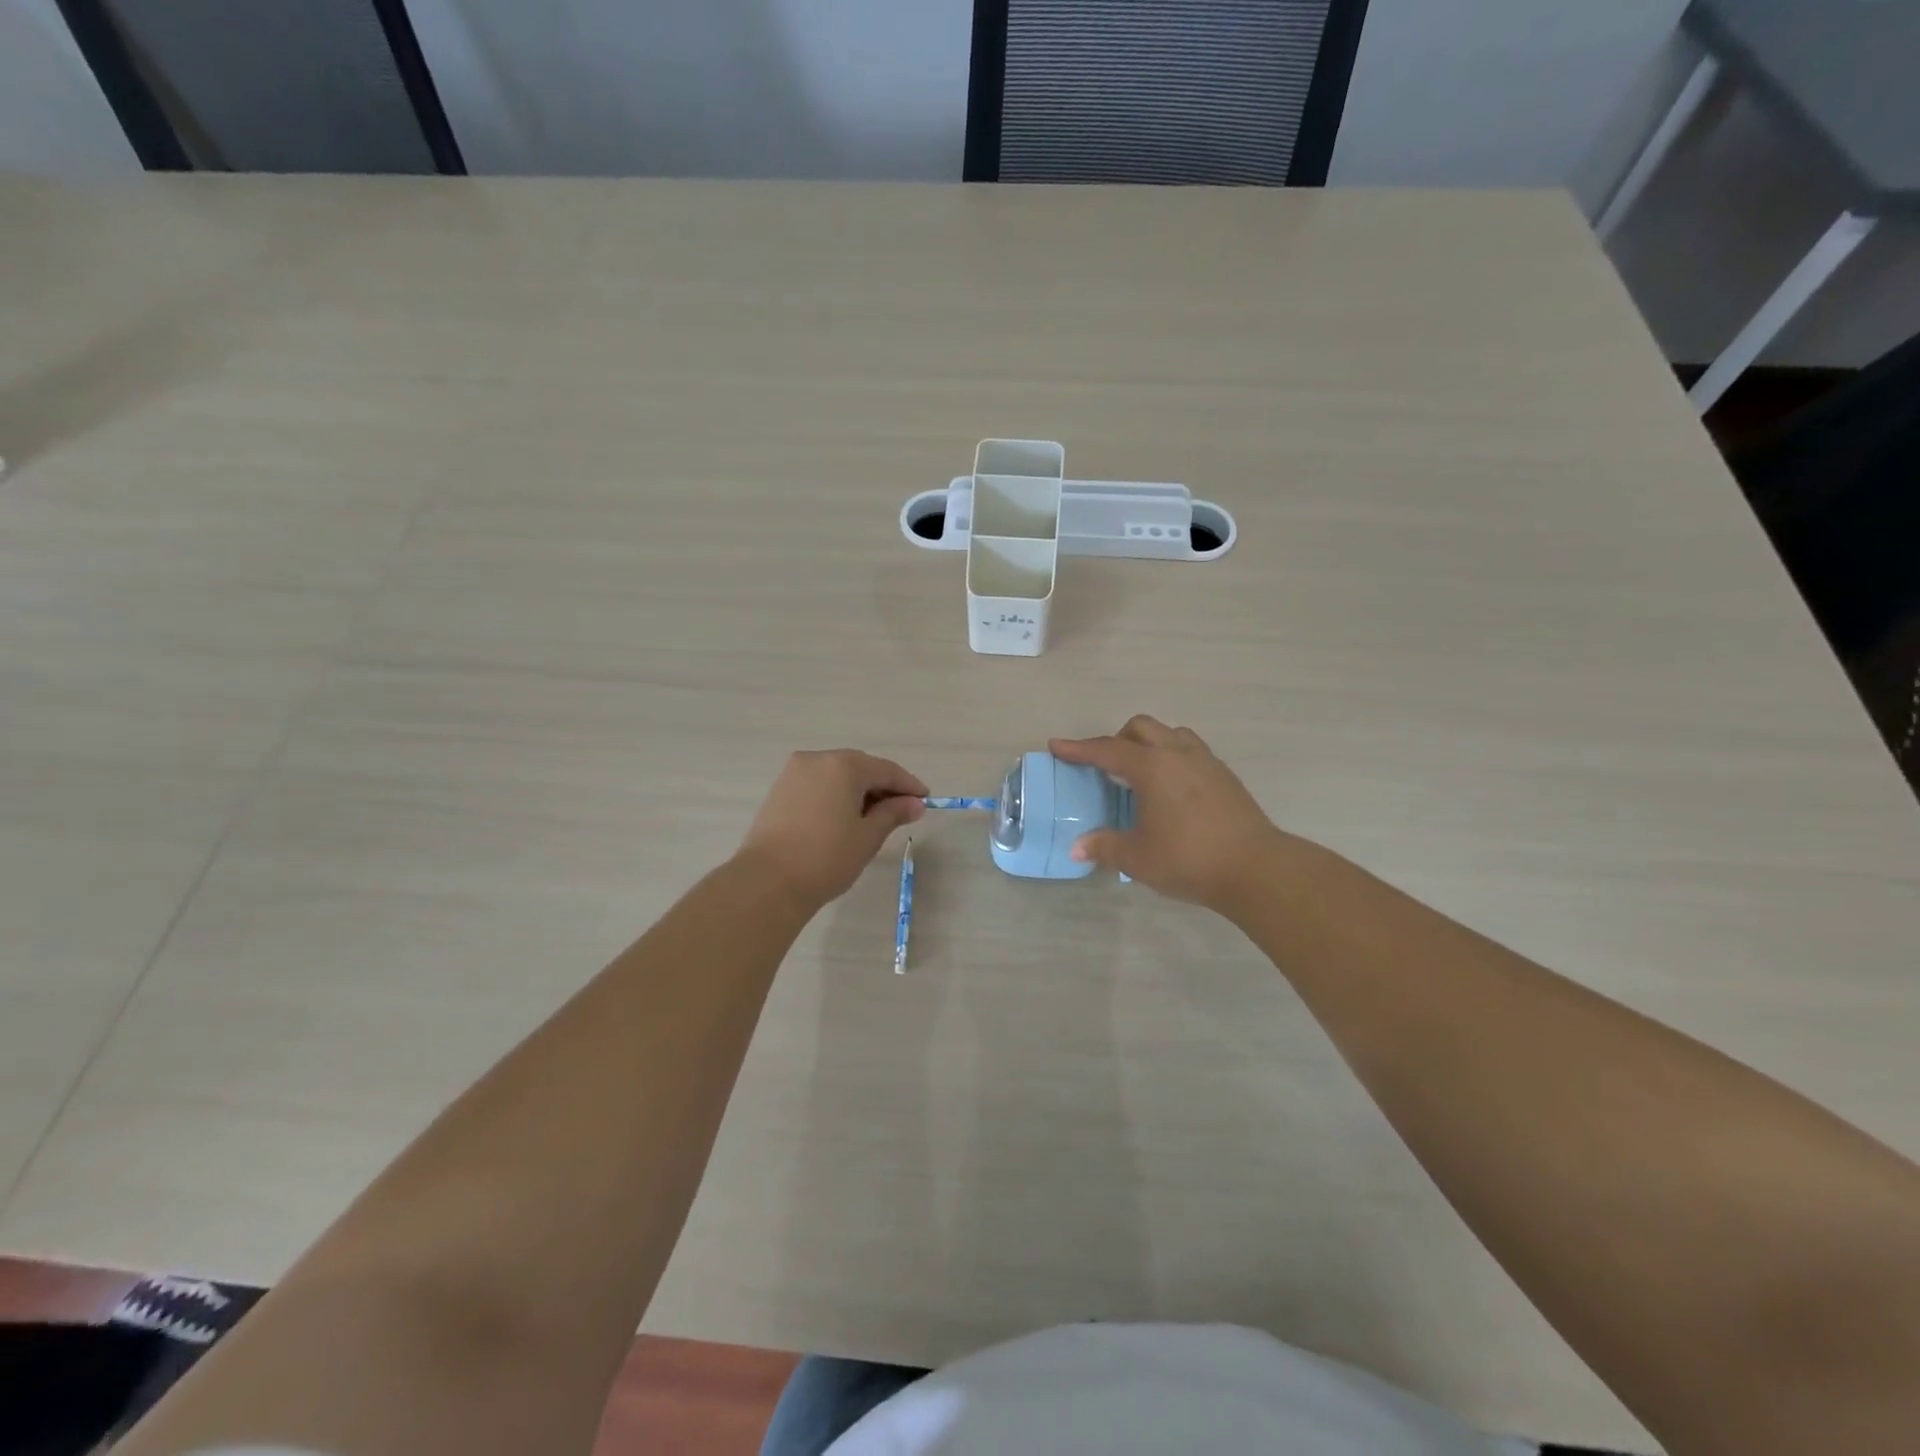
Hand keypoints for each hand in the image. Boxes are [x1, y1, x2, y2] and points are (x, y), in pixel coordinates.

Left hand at [738, 750, 926, 906]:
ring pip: (837, 775)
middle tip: (902, 810)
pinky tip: (844, 817)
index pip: (886, 770)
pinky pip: (818, 785)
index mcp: (843, 765)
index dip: (908, 785)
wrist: (767, 882)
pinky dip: (836, 795)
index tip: (925, 800)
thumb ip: (893, 814)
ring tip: (874, 818)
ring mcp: (794, 773)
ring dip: (858, 791)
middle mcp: (817, 759)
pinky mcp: (779, 790)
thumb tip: (915, 804)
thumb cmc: (826, 858)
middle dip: (882, 787)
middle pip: (860, 767)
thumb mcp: (868, 837)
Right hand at [1050, 716, 1286, 912]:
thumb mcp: (1137, 858)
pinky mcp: (1225, 776)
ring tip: (1140, 773)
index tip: (1057, 746)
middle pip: (1141, 728)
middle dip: (1116, 739)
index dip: (1078, 749)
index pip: (1107, 750)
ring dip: (1149, 744)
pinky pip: (1190, 751)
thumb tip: (1078, 847)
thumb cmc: (1189, 859)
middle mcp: (1178, 754)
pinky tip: (1171, 789)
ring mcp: (1206, 762)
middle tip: (1104, 767)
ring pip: (1171, 734)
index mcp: (1152, 767)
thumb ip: (1104, 847)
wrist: (1256, 868)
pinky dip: (1172, 758)